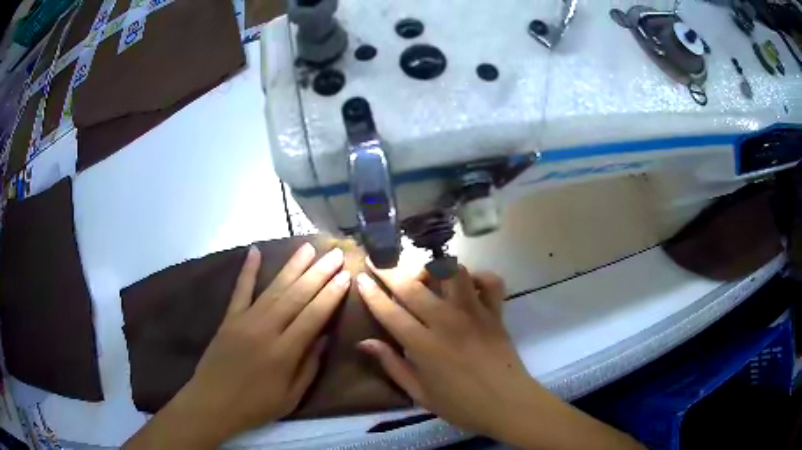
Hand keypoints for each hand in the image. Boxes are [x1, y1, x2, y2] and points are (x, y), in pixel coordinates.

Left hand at [125, 244, 349, 448]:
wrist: (212, 403)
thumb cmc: (256, 406)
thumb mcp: (291, 397)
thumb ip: (309, 366)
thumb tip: (325, 337)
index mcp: (284, 352)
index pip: (313, 316)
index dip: (331, 295)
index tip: (346, 275)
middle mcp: (266, 330)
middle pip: (296, 296)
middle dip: (318, 273)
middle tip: (334, 254)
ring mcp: (245, 320)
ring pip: (273, 288)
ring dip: (292, 266)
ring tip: (308, 247)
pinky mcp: (229, 318)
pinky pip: (240, 290)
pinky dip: (247, 270)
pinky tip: (254, 250)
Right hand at [356, 264, 529, 436]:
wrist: (507, 404)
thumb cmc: (461, 405)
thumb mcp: (419, 393)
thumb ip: (392, 365)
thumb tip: (364, 343)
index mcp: (424, 346)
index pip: (390, 312)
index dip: (372, 293)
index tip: (361, 277)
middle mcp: (447, 322)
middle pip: (413, 287)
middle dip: (390, 270)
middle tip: (379, 261)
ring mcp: (474, 313)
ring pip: (452, 273)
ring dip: (434, 268)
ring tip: (425, 276)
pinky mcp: (496, 312)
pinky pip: (490, 281)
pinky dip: (478, 276)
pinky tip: (467, 285)